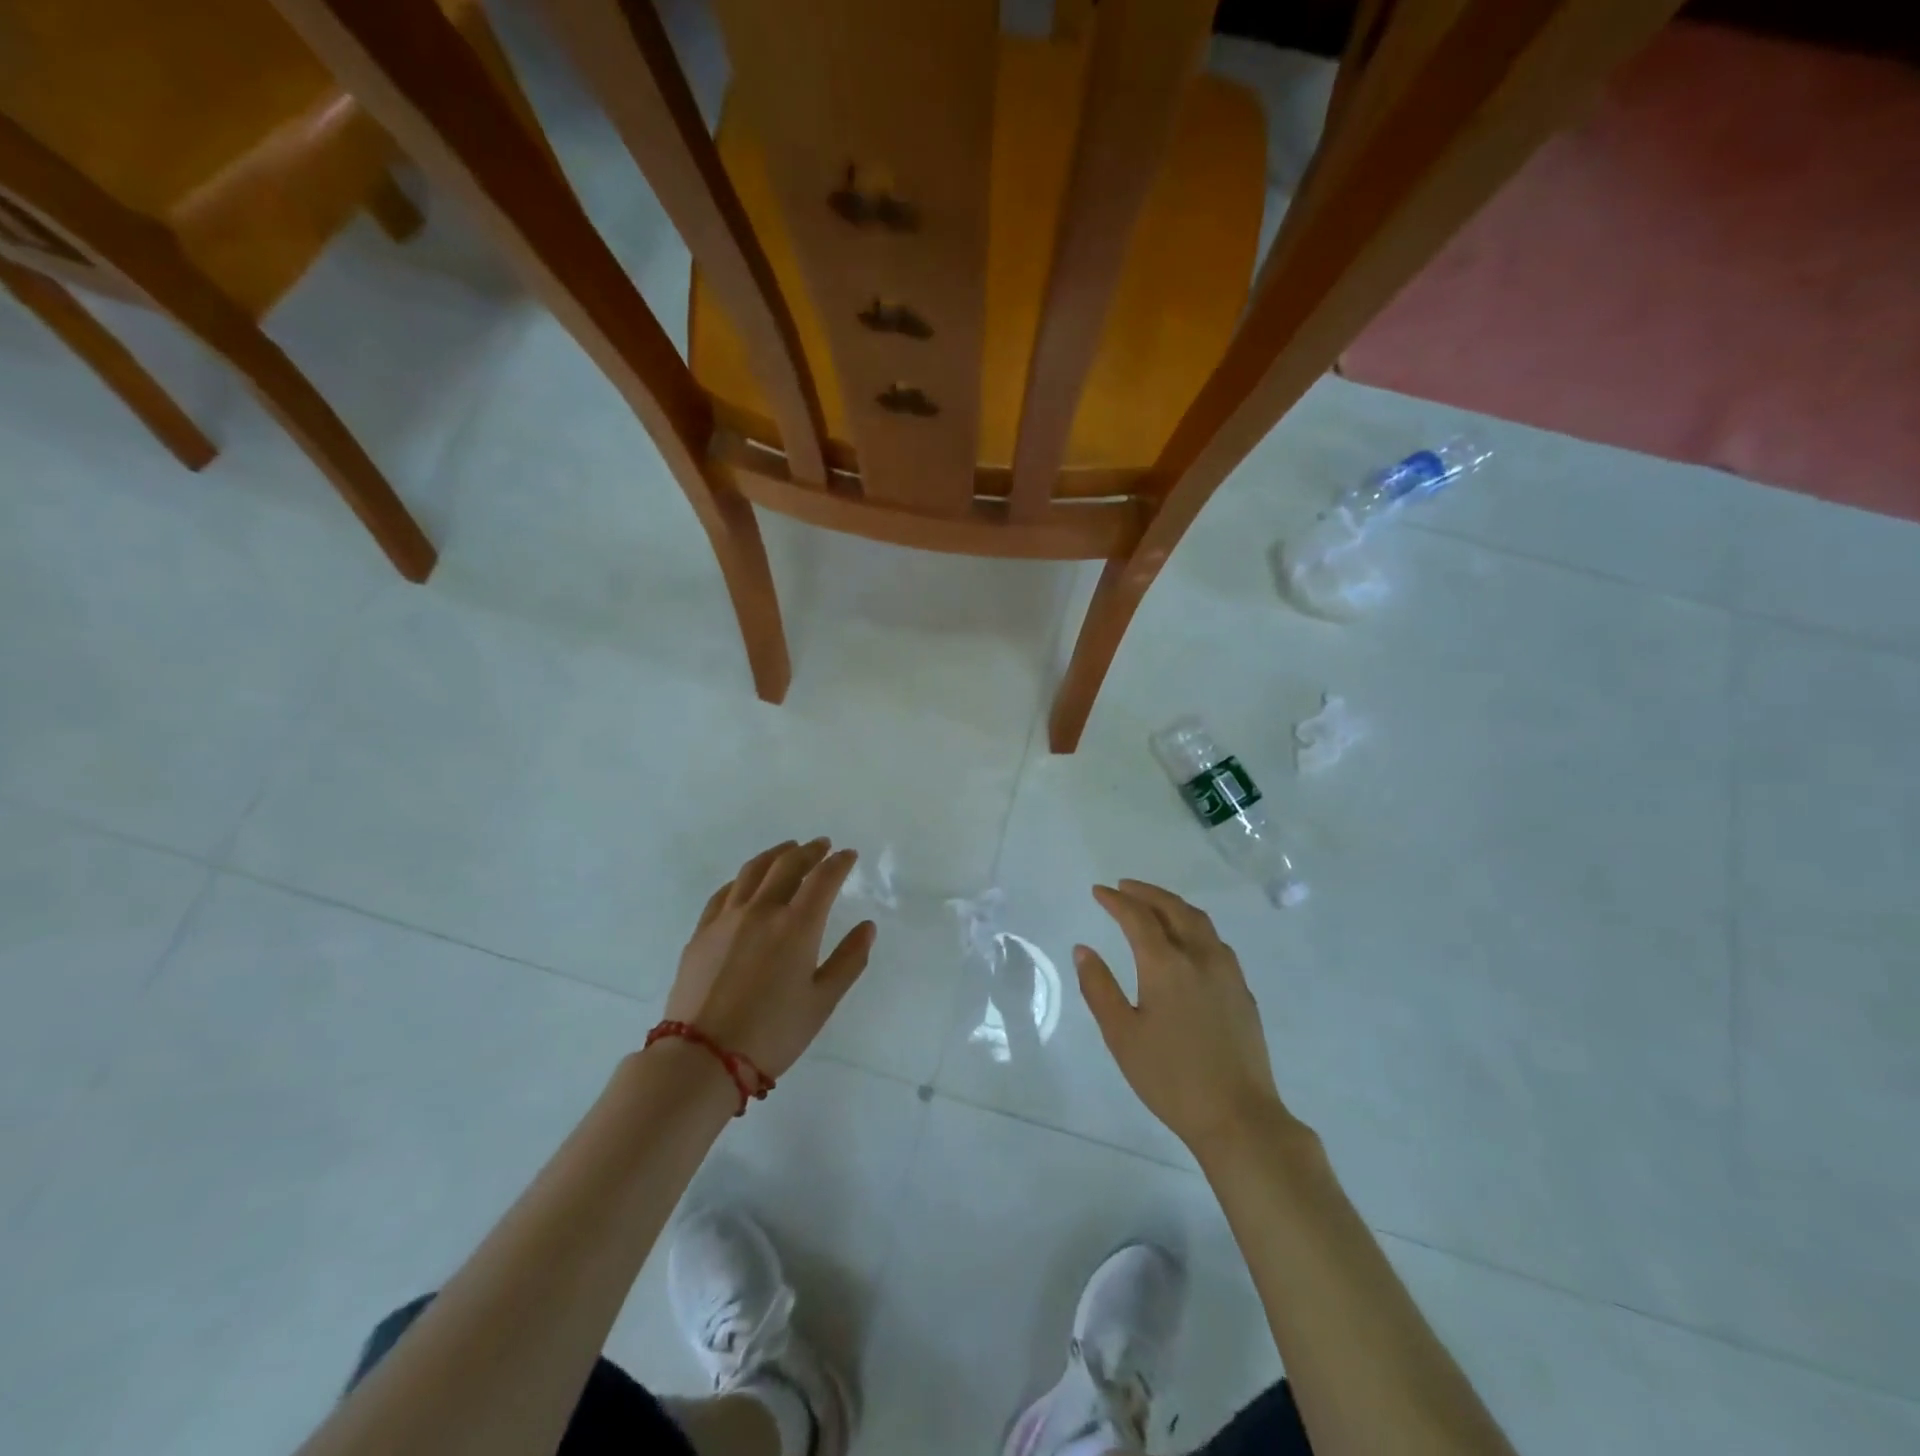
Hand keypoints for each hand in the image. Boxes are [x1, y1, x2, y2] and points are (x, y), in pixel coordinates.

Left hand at [664, 839, 875, 1078]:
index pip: (823, 879)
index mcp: (796, 926)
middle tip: (822, 845)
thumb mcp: (822, 1002)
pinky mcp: (702, 932)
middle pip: (788, 865)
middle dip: (809, 851)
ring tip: (788, 849)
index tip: (849, 855)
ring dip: (775, 854)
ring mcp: (727, 918)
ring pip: (753, 871)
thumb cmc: (772, 1033)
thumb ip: (849, 960)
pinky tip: (746, 882)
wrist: (702, 1057)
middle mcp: (762, 911)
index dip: (839, 863)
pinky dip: (743, 878)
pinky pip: (725, 892)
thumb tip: (867, 927)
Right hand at [1076, 880, 1286, 1150]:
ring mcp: (1227, 972)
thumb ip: (1099, 987)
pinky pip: (1215, 941)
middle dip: (1146, 893)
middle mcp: (1200, 956)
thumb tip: (1083, 949)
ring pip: (1199, 921)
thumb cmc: (1170, 1078)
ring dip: (1172, 905)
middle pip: (1173, 908)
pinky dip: (1193, 926)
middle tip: (1124, 887)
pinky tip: (1186, 941)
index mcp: (1166, 964)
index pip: (1137, 917)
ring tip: (1153, 905)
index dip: (1116, 900)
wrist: (1238, 1116)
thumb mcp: (1121, 1035)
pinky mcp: (1243, 990)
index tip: (1098, 891)